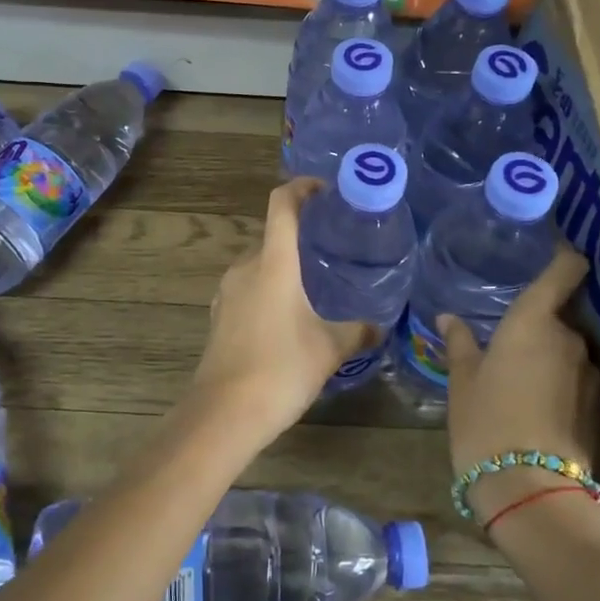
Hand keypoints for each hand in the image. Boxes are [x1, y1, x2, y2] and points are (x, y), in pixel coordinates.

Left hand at [186, 178, 375, 443]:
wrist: (223, 413)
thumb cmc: (281, 369)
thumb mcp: (329, 349)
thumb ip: (357, 332)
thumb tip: (379, 326)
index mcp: (273, 262)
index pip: (282, 204)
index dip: (301, 188)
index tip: (324, 189)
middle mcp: (245, 267)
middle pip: (272, 235)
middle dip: (300, 236)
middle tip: (331, 248)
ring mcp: (227, 292)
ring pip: (259, 265)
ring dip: (283, 267)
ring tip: (314, 285)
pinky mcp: (220, 316)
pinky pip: (248, 288)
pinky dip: (268, 289)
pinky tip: (287, 317)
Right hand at [441, 246, 599, 521]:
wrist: (530, 489)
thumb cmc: (485, 421)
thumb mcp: (462, 380)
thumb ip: (459, 342)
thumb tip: (448, 317)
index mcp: (534, 321)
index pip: (564, 270)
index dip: (564, 256)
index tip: (554, 249)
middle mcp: (570, 338)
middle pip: (559, 314)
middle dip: (538, 322)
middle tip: (507, 339)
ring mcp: (590, 372)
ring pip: (568, 348)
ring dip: (549, 353)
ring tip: (519, 375)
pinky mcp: (599, 405)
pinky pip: (577, 376)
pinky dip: (560, 379)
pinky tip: (537, 402)